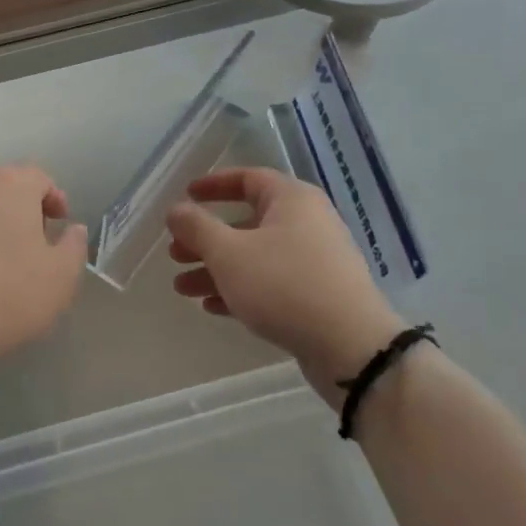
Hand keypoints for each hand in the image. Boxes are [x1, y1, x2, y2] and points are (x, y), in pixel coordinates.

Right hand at [166, 168, 403, 402]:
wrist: (350, 346)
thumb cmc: (283, 286)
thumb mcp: (229, 253)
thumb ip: (197, 227)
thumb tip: (176, 209)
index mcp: (291, 200)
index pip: (247, 178)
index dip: (213, 185)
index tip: (185, 196)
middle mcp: (307, 223)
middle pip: (246, 222)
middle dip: (206, 239)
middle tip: (175, 253)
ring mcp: (314, 261)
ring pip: (255, 257)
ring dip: (216, 269)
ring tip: (182, 288)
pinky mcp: (317, 295)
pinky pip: (270, 283)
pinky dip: (241, 289)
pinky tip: (212, 307)